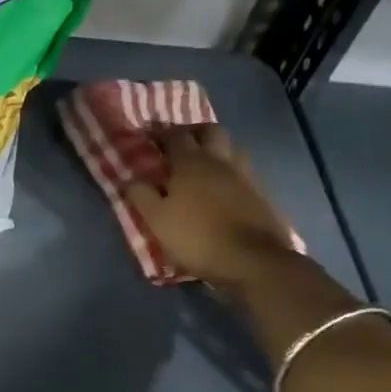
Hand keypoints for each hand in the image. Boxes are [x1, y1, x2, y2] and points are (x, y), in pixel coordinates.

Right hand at [128, 124, 296, 289]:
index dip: (160, 132)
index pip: (174, 135)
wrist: (251, 260)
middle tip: (179, 143)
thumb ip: (140, 195)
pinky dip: (230, 171)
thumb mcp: (156, 219)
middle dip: (193, 132)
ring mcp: (245, 176)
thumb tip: (129, 178)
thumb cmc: (196, 237)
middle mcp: (220, 161)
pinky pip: (244, 171)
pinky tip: (222, 187)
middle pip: (210, 131)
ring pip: (232, 148)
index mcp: (191, 163)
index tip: (148, 134)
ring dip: (216, 149)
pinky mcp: (261, 194)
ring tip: (202, 164)